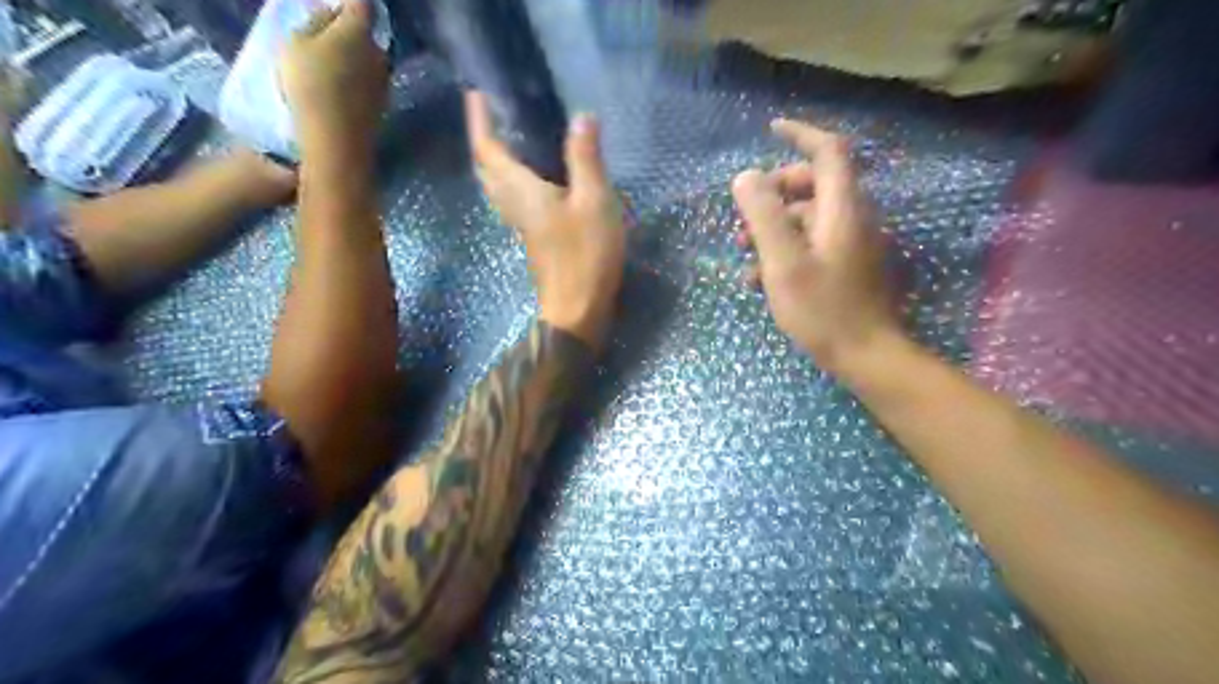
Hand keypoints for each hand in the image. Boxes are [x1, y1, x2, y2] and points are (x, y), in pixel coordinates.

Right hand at [279, 0, 384, 154]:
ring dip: (353, 57)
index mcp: (359, 30)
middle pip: (365, 33)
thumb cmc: (310, 84)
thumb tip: (330, 15)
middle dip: (347, 30)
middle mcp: (380, 53)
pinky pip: (367, 83)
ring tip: (327, 64)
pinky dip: (355, 80)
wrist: (337, 140)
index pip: (360, 3)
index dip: (347, 0)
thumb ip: (315, 23)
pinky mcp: (382, 105)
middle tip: (322, 35)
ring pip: (368, 60)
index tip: (334, 3)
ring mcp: (384, 82)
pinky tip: (339, 89)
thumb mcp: (296, 43)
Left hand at [463, 90, 622, 347]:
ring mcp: (522, 225)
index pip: (489, 150)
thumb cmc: (584, 256)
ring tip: (508, 140)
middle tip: (490, 115)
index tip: (475, 95)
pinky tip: (532, 178)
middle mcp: (513, 205)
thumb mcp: (594, 202)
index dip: (479, 121)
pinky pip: (512, 200)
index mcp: (521, 190)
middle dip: (483, 140)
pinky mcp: (534, 238)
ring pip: (496, 187)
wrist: (577, 310)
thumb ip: (585, 159)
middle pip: (486, 169)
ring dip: (494, 162)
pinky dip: (512, 181)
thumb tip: (581, 116)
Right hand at [727, 119, 896, 372]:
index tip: (771, 129)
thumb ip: (764, 216)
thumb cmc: (823, 309)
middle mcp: (853, 217)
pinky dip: (786, 249)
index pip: (828, 151)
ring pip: (808, 217)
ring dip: (774, 226)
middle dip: (774, 193)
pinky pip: (813, 242)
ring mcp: (852, 242)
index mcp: (842, 209)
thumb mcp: (784, 262)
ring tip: (742, 251)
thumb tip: (745, 177)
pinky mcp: (848, 264)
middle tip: (744, 216)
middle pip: (813, 184)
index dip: (801, 134)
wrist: (866, 355)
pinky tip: (760, 278)